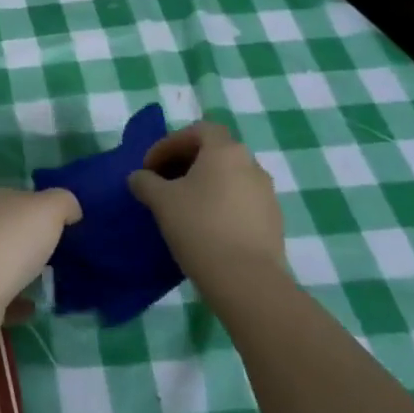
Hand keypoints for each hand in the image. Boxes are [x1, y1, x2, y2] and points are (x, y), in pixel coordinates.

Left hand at [0, 188, 80, 356]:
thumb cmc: (12, 240)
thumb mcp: (48, 209)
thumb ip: (64, 203)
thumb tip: (72, 209)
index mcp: (1, 202)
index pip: (25, 198)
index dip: (46, 207)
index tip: (71, 223)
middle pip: (14, 230)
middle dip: (36, 239)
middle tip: (67, 254)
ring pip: (7, 263)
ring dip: (26, 271)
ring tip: (55, 282)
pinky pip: (3, 299)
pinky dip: (18, 303)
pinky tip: (35, 309)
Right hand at [129, 121, 284, 284]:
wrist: (247, 281)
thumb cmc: (199, 227)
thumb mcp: (161, 201)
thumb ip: (145, 182)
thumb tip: (139, 177)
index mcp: (225, 150)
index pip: (198, 130)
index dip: (170, 144)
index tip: (150, 167)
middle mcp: (252, 164)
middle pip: (215, 152)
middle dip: (186, 163)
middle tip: (163, 184)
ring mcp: (267, 194)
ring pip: (230, 178)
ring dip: (205, 185)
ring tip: (183, 208)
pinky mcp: (274, 222)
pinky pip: (242, 201)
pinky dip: (222, 205)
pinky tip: (206, 228)